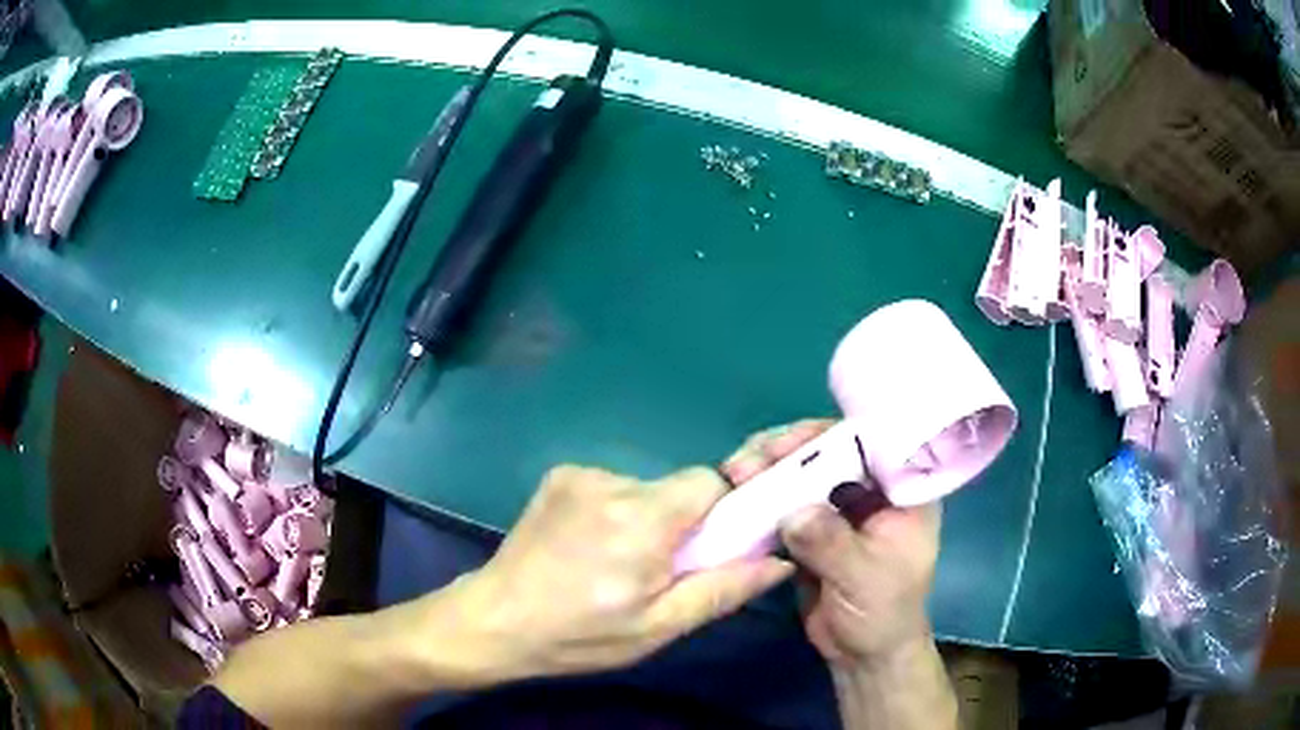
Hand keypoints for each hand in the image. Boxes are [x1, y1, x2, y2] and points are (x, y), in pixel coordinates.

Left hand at [445, 463, 793, 680]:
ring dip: (644, 520)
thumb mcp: (658, 627)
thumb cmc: (579, 635)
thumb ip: (722, 590)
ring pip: (644, 489)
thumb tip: (778, 562)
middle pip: (676, 488)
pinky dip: (612, 512)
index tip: (707, 549)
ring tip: (612, 565)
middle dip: (679, 524)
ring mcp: (579, 474)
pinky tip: (586, 548)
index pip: (710, 483)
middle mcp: (612, 483)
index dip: (720, 513)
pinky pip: (610, 487)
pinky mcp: (558, 476)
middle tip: (655, 571)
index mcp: (642, 520)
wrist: (494, 621)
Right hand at [721, 420, 940, 667]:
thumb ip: (832, 543)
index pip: (871, 442)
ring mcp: (837, 507)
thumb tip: (792, 512)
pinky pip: (782, 501)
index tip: (787, 445)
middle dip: (787, 450)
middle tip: (750, 462)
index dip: (830, 435)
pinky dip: (758, 496)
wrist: (861, 655)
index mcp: (902, 491)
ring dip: (766, 469)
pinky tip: (734, 494)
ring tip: (734, 474)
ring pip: (801, 472)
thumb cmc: (882, 614)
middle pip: (828, 450)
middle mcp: (871, 489)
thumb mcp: (864, 578)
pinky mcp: (810, 526)